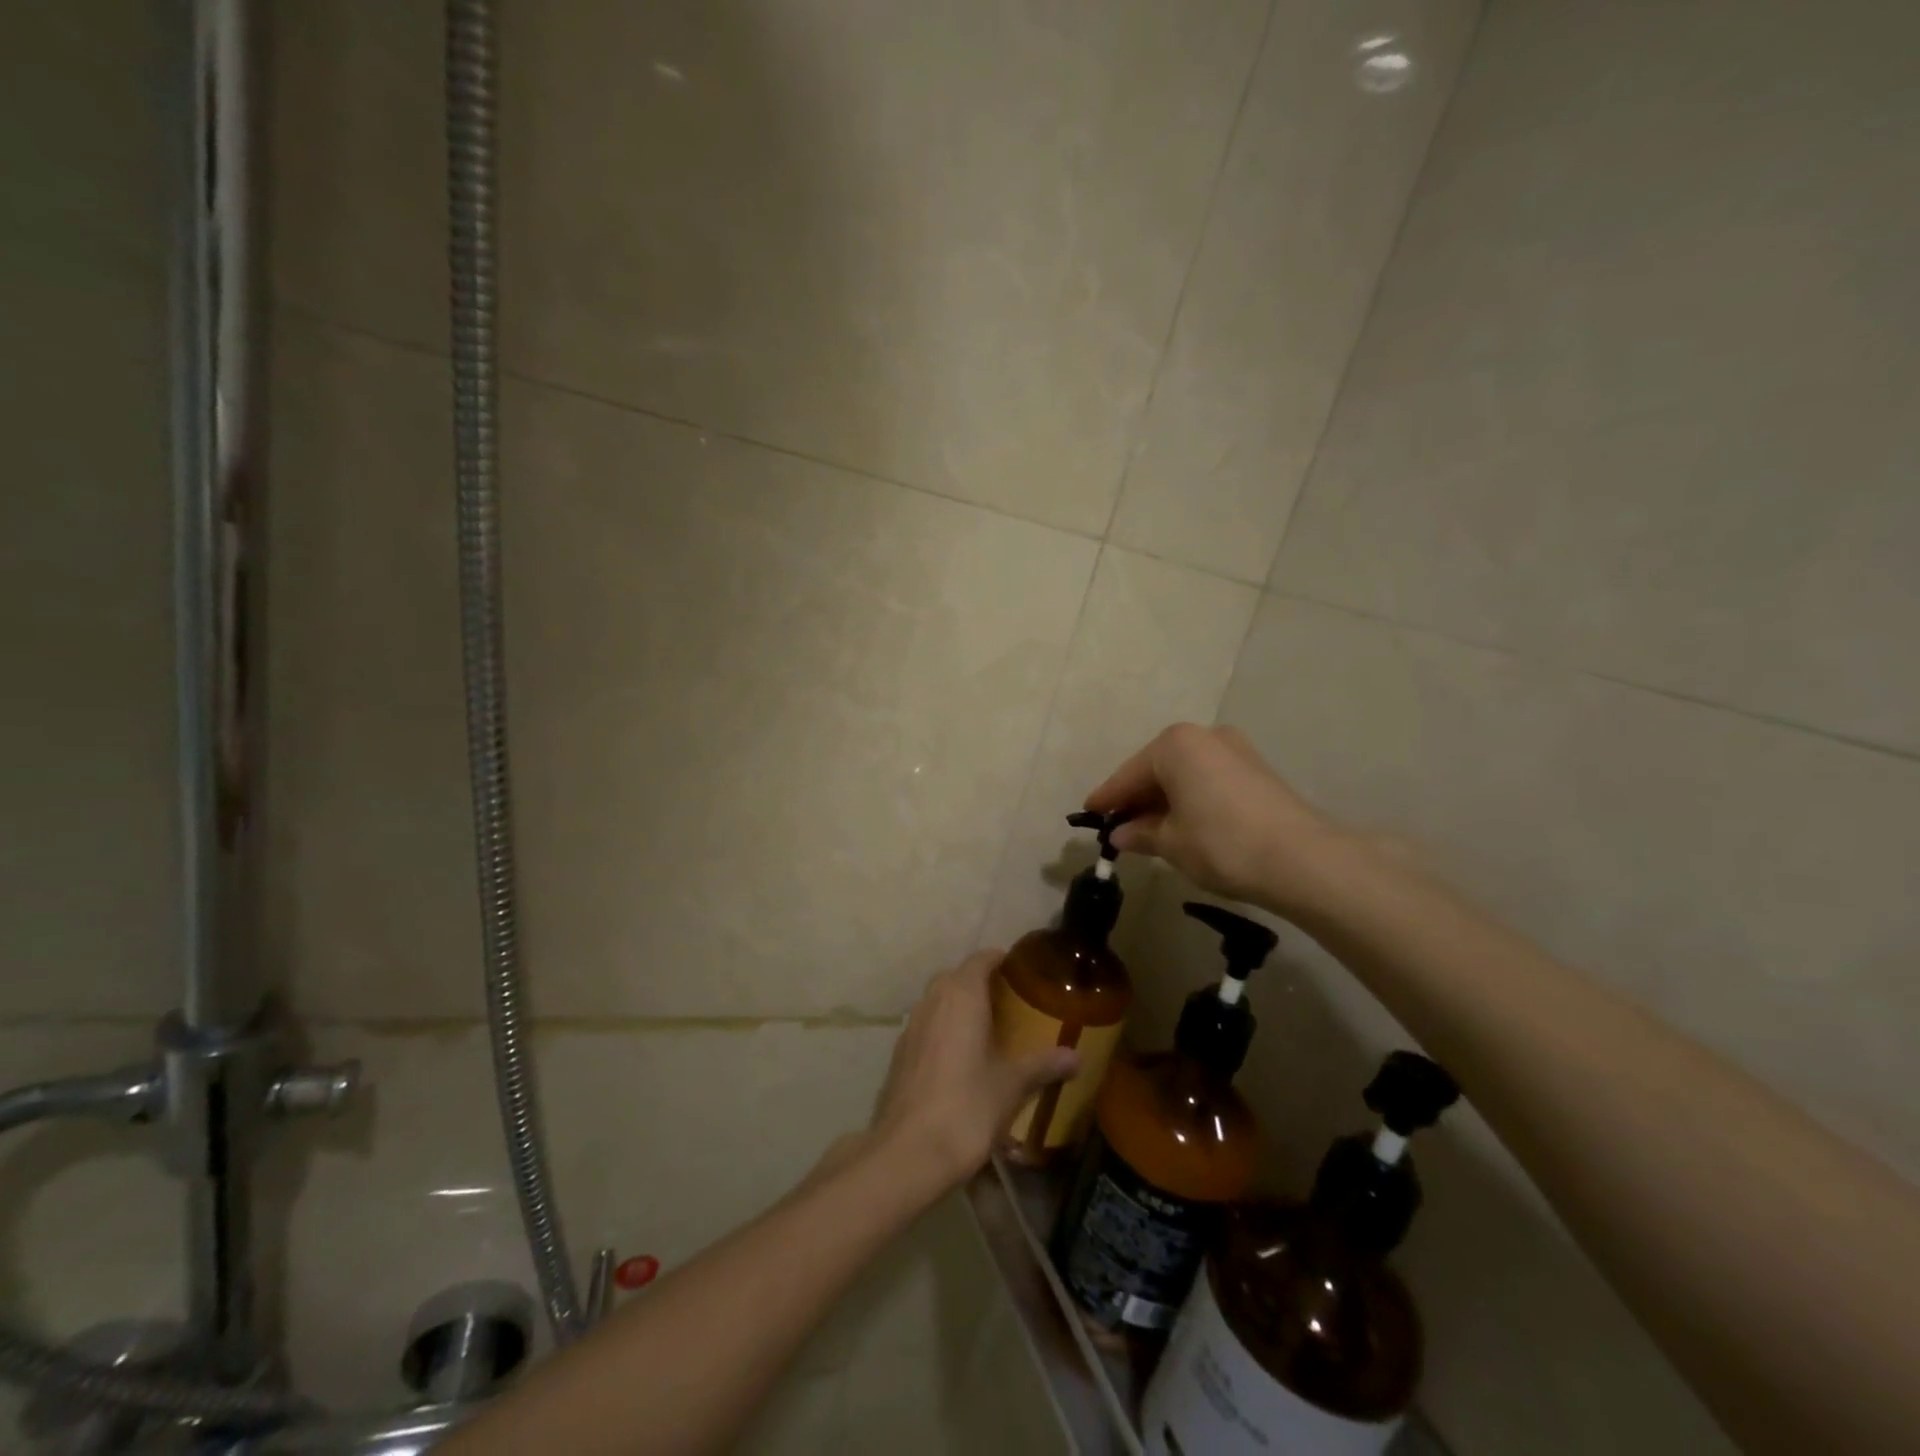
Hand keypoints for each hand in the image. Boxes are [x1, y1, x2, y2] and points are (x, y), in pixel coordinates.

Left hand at [871, 951, 1078, 1192]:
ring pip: (939, 1001)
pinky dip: (945, 1030)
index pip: (982, 959)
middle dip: (982, 983)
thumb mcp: (1012, 1085)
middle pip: (958, 977)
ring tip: (989, 1030)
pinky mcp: (900, 1053)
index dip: (1002, 960)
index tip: (1023, 972)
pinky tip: (961, 1059)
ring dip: (961, 1007)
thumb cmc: (967, 1107)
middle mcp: (932, 999)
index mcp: (961, 994)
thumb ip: (1043, 1065)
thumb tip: (1077, 1057)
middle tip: (1012, 1003)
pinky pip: (928, 1026)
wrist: (907, 1152)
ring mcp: (911, 1025)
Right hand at [1084, 723, 1344, 914]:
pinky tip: (1183, 823)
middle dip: (1137, 798)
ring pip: (1184, 773)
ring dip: (1164, 799)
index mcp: (1175, 745)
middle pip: (1157, 768)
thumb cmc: (1221, 844)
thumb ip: (1141, 833)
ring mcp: (1234, 749)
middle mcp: (1203, 736)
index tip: (1088, 814)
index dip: (1107, 798)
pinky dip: (1190, 798)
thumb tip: (1121, 834)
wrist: (1302, 859)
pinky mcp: (1256, 769)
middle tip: (1117, 826)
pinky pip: (1207, 779)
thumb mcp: (1171, 843)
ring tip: (1149, 829)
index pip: (1128, 775)